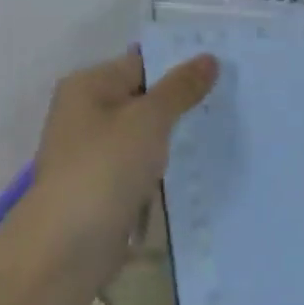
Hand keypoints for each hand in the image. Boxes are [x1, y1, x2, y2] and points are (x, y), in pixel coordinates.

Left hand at [27, 49, 217, 252]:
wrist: (68, 246)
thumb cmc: (105, 168)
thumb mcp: (149, 119)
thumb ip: (181, 87)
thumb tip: (209, 58)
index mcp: (89, 86)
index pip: (144, 62)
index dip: (183, 63)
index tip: (227, 67)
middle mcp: (89, 113)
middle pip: (147, 96)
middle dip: (187, 99)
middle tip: (235, 95)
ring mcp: (98, 151)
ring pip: (150, 132)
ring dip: (181, 133)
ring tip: (229, 125)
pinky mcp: (109, 184)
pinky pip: (147, 162)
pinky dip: (170, 162)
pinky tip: (205, 162)